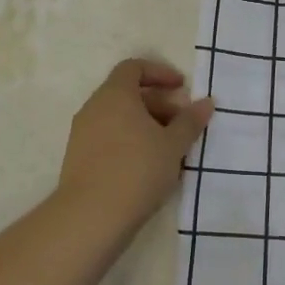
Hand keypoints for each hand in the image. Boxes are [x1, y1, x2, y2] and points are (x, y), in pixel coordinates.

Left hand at [56, 58, 213, 226]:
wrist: (90, 217)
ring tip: (170, 148)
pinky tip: (149, 166)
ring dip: (145, 124)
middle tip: (183, 123)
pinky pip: (108, 137)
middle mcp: (94, 107)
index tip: (181, 88)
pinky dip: (130, 141)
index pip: (134, 67)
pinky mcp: (78, 158)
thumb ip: (190, 121)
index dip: (159, 73)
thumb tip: (206, 102)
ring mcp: (82, 133)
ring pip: (118, 118)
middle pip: (127, 93)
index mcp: (115, 95)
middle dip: (158, 103)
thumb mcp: (172, 145)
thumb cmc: (137, 170)